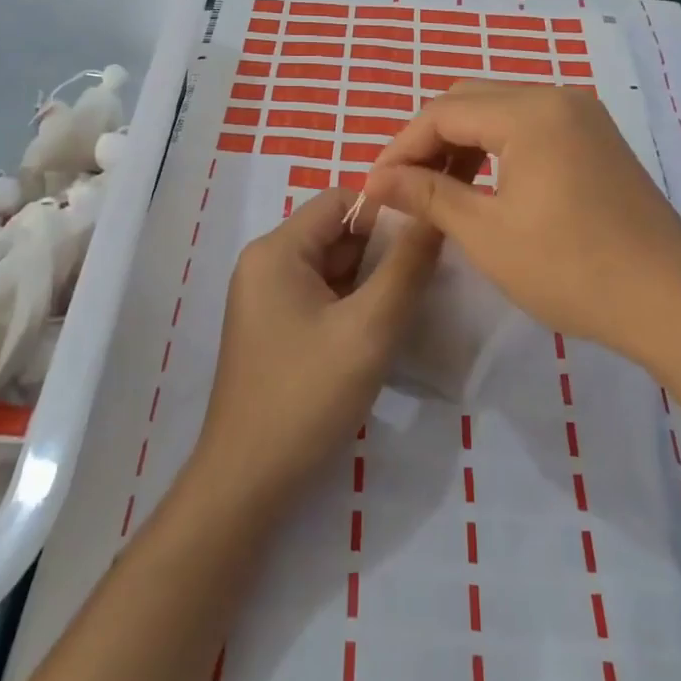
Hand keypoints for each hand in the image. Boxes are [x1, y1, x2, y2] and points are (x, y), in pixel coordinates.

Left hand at [190, 187, 439, 514]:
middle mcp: (265, 264)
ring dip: (371, 281)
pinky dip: (353, 305)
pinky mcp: (274, 329)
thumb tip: (432, 215)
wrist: (248, 480)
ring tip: (411, 305)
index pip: (341, 201)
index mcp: (276, 250)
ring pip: (332, 268)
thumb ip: (406, 267)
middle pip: (336, 234)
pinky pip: (321, 297)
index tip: (427, 244)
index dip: (387, 214)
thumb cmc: (306, 396)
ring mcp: (266, 298)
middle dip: (383, 251)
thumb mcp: (369, 329)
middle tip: (429, 279)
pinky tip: (381, 331)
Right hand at [364, 82, 680, 356]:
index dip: (400, 147)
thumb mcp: (487, 233)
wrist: (671, 301)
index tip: (374, 186)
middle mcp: (557, 97)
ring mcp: (583, 116)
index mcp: (529, 112)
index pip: (442, 112)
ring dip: (461, 141)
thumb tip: (379, 180)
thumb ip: (428, 195)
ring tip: (436, 187)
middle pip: (470, 100)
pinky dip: (496, 147)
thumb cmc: (571, 269)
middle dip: (428, 139)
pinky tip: (483, 183)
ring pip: (500, 110)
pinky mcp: (596, 138)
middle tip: (402, 185)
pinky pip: (530, 126)